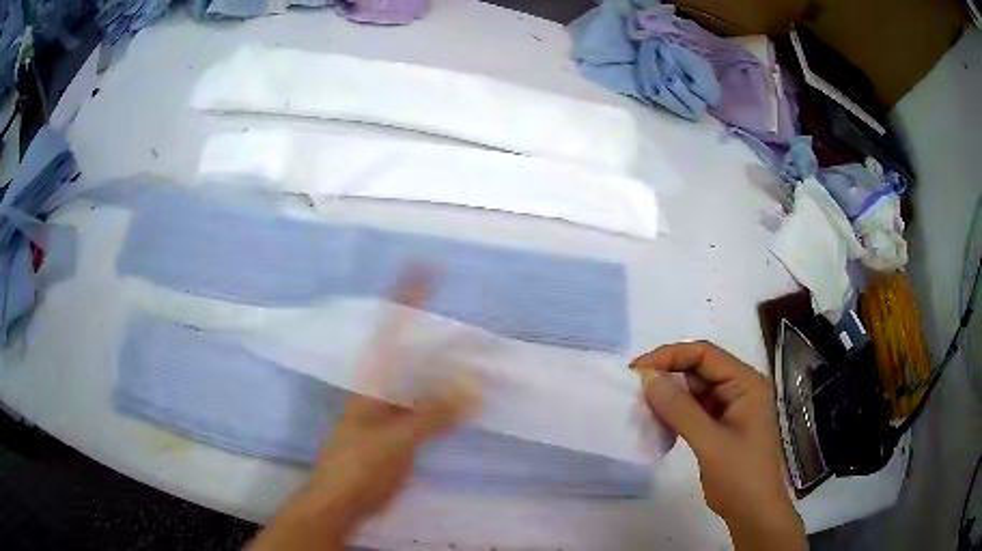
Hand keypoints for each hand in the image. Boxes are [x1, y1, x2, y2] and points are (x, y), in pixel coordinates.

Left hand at [250, 270, 479, 550]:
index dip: (406, 297)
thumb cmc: (357, 467)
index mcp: (372, 381)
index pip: (390, 329)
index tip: (424, 267)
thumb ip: (432, 415)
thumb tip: (473, 385)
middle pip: (413, 351)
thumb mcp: (394, 440)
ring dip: (448, 366)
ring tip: (478, 354)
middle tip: (473, 321)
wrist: (342, 502)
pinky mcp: (402, 431)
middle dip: (439, 332)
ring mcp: (392, 410)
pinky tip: (468, 397)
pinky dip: (450, 397)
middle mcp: (382, 388)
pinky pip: (431, 405)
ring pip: (424, 379)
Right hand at [631, 341, 805, 550]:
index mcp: (746, 383)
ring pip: (693, 391)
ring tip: (642, 409)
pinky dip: (674, 415)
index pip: (705, 354)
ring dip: (669, 398)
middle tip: (635, 391)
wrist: (753, 511)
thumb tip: (648, 378)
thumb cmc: (740, 475)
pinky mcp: (719, 426)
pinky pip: (693, 410)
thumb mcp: (710, 442)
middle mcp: (739, 388)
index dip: (670, 356)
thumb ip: (680, 409)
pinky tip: (657, 425)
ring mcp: (730, 408)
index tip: (637, 370)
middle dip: (667, 377)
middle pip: (698, 370)